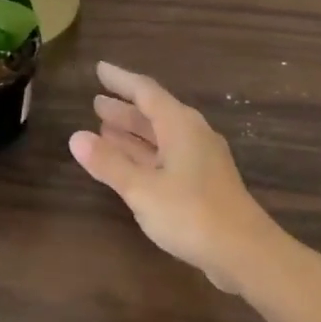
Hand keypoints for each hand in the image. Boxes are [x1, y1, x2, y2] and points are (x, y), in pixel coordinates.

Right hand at [68, 62, 278, 293]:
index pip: (146, 91)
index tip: (99, 69)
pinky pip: (166, 156)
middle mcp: (192, 135)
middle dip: (124, 108)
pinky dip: (144, 154)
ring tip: (104, 128)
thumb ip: (109, 163)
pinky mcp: (202, 183)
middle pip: (154, 113)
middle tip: (95, 102)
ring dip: (133, 132)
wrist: (244, 252)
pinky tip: (129, 163)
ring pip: (160, 137)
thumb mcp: (142, 189)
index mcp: (180, 126)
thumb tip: (76, 137)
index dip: (120, 80)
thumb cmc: (191, 214)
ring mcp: (200, 160)